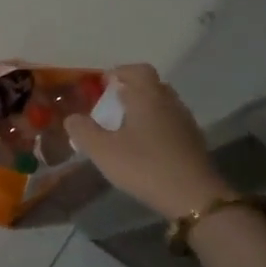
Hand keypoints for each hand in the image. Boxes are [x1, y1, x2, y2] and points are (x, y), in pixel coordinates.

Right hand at [64, 64, 227, 219]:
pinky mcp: (194, 142)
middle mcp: (169, 102)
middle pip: (152, 85)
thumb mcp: (103, 151)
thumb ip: (83, 131)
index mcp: (148, 96)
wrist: (194, 196)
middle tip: (112, 106)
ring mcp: (185, 122)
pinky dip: (156, 126)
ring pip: (163, 105)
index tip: (104, 84)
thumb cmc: (144, 166)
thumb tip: (71, 118)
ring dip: (145, 109)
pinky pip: (171, 123)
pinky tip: (145, 147)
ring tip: (126, 128)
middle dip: (131, 90)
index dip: (120, 72)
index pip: (137, 70)